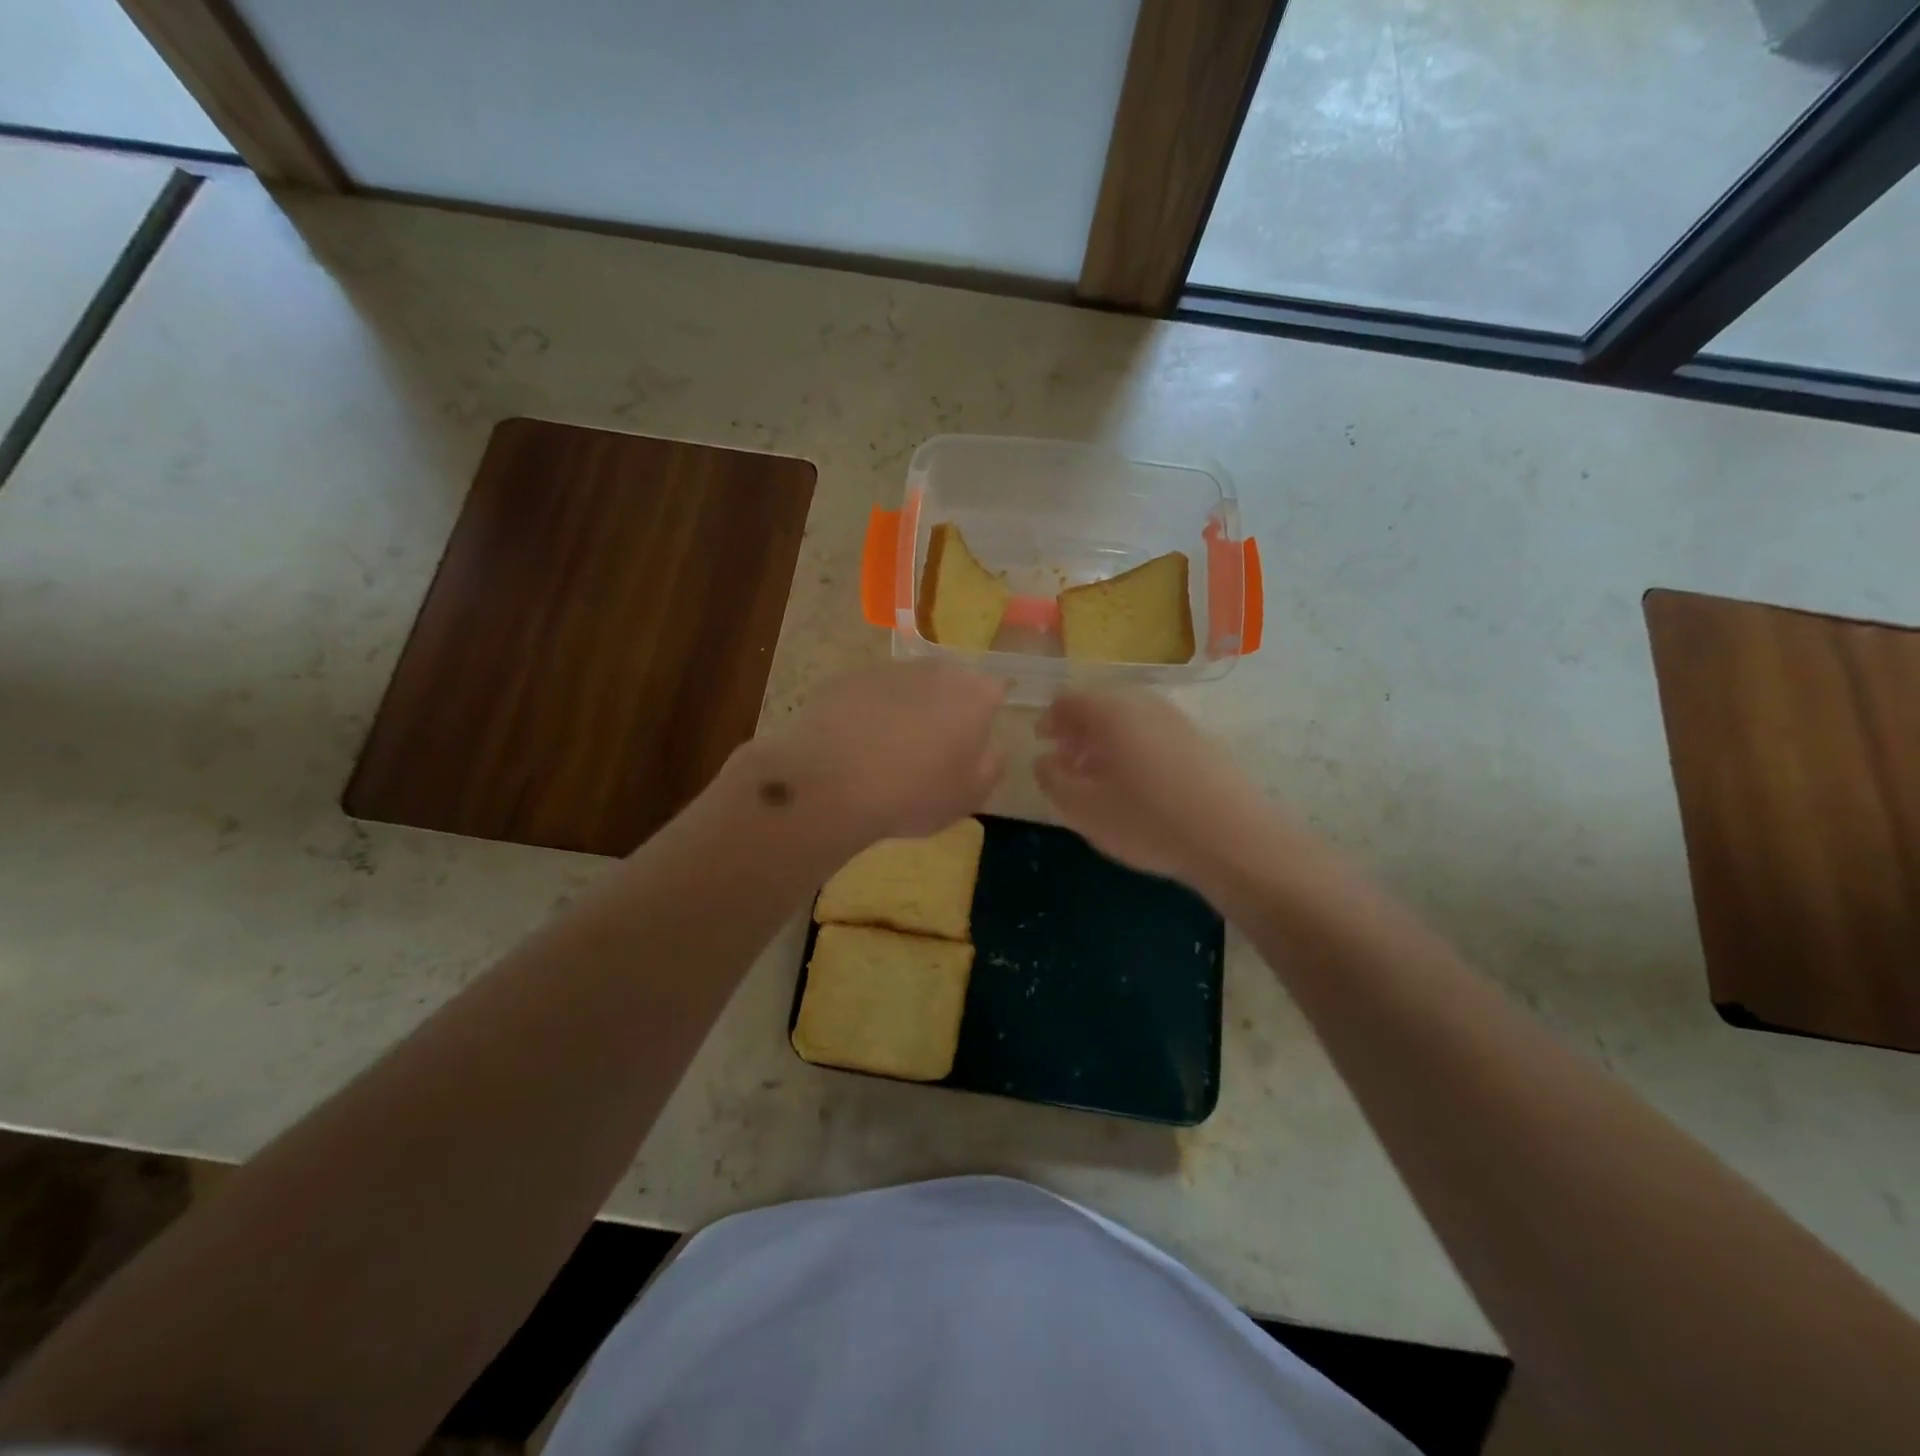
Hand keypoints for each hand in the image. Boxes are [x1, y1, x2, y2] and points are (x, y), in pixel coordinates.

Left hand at [756, 661, 1005, 844]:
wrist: (832, 787)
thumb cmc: (914, 795)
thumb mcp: (969, 796)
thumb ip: (991, 765)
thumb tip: (991, 747)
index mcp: (974, 695)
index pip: (995, 690)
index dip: (987, 712)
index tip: (975, 737)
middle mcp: (935, 671)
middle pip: (951, 681)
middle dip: (947, 705)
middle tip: (935, 744)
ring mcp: (888, 670)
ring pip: (909, 684)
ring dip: (908, 706)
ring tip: (891, 746)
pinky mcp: (848, 679)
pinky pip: (871, 693)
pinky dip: (870, 711)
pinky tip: (858, 743)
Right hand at [1034, 690, 1274, 888]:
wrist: (1232, 838)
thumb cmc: (1146, 819)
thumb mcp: (1082, 807)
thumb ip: (1051, 778)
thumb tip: (1044, 760)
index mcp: (1110, 710)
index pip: (1067, 700)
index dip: (1049, 721)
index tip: (1042, 746)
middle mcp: (1144, 703)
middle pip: (1100, 706)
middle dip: (1077, 732)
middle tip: (1067, 763)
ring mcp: (1176, 720)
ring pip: (1128, 720)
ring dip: (1105, 742)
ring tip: (1099, 779)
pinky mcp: (1199, 741)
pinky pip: (1153, 734)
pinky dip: (1133, 750)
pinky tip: (1137, 786)